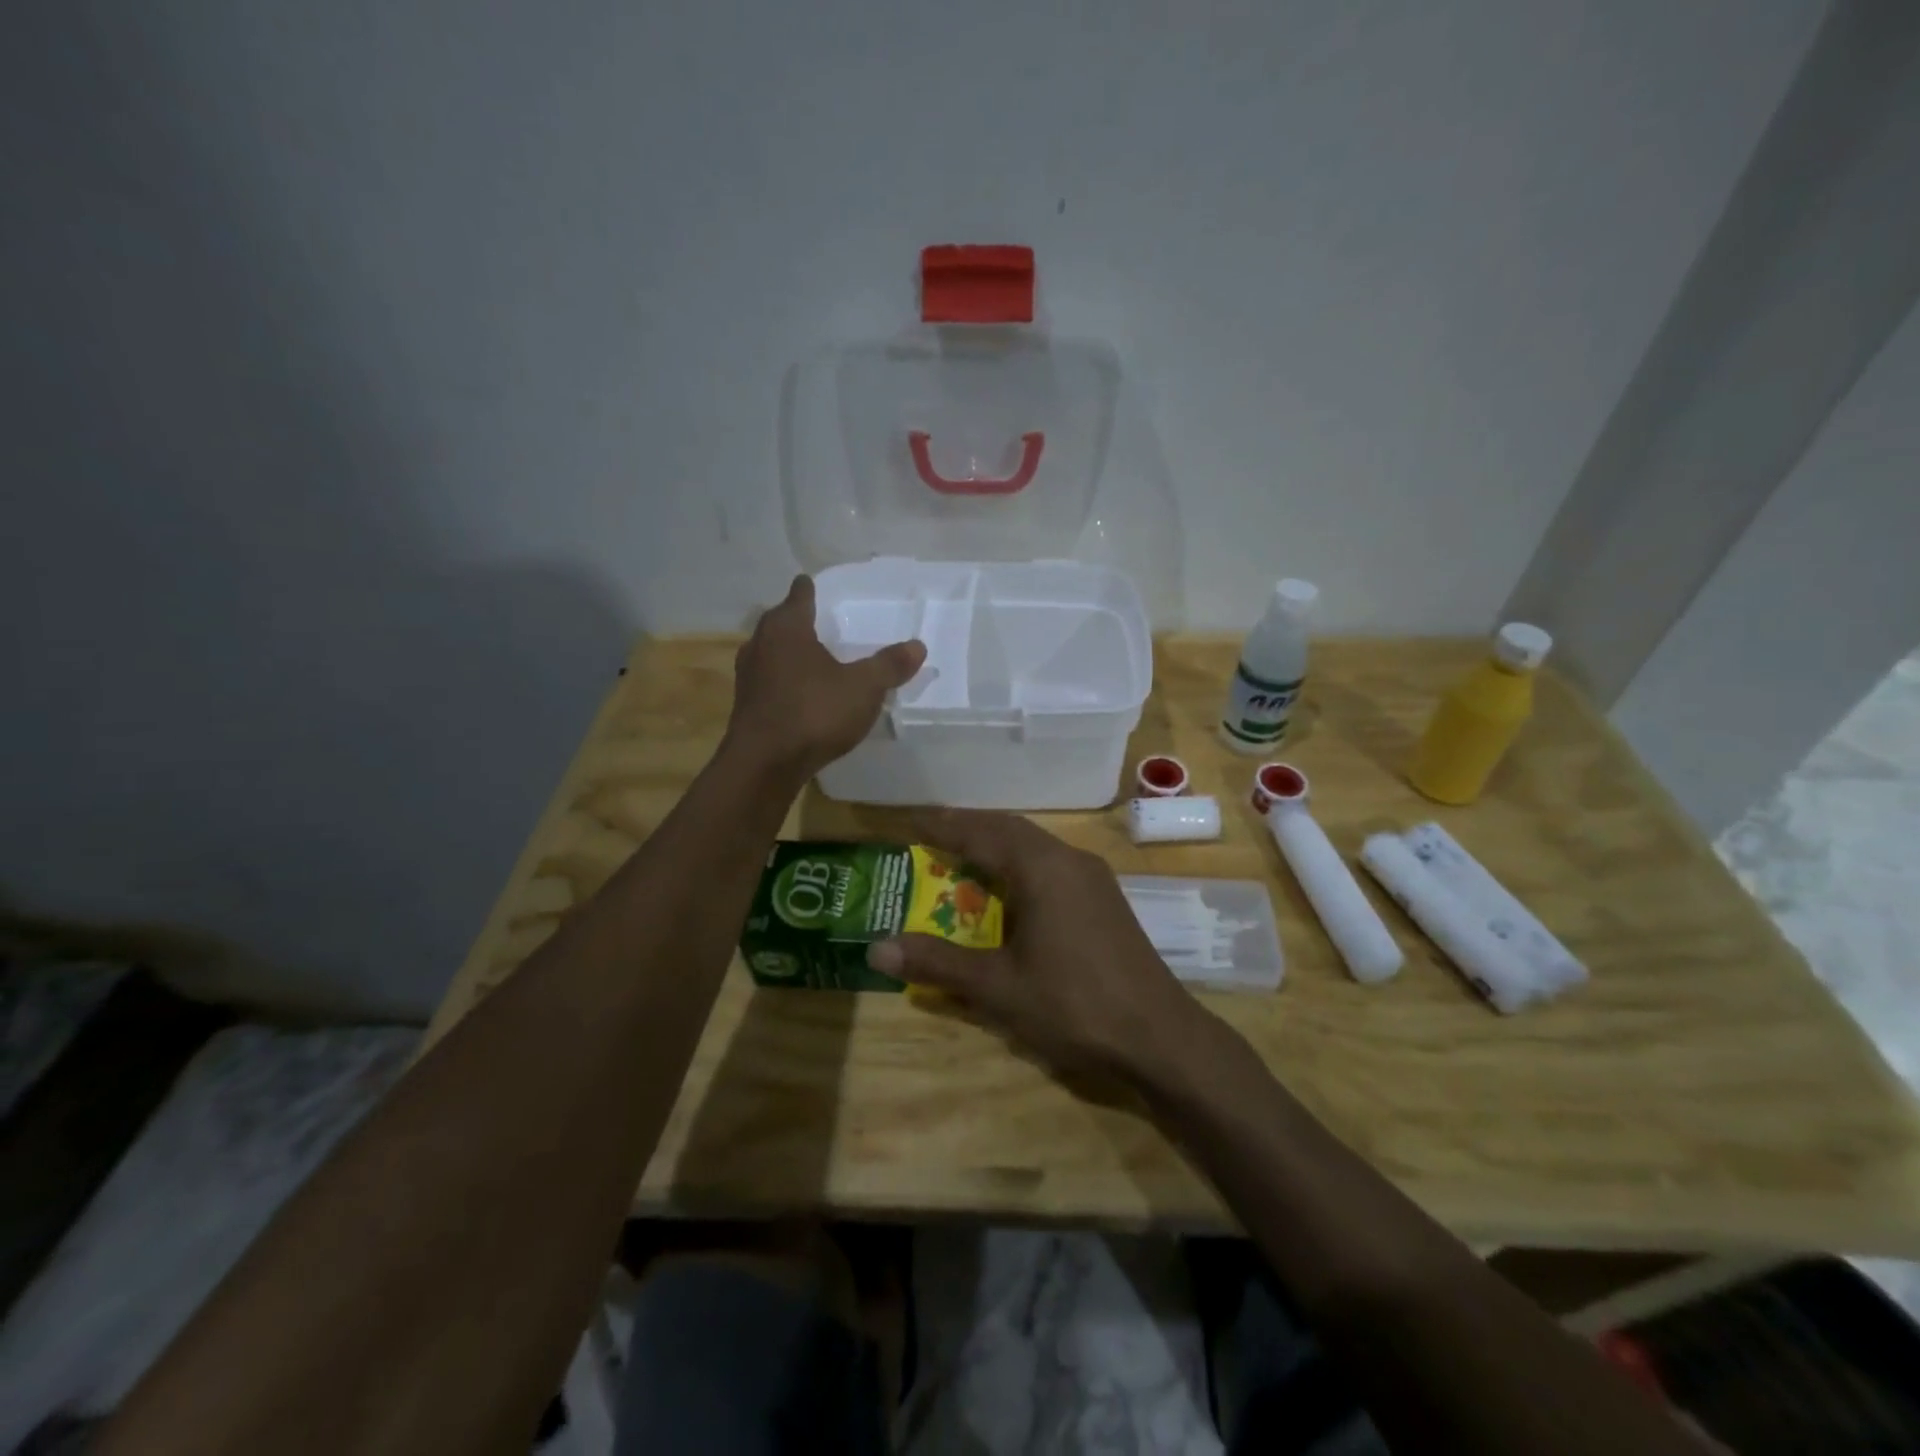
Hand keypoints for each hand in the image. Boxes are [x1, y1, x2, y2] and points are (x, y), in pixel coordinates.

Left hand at [726, 575, 925, 778]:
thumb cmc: (814, 713)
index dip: (809, 588)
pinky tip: (799, 693)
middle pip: (780, 621)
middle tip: (820, 621)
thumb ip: (889, 665)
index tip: (815, 585)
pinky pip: (768, 680)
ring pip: (770, 651)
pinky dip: (783, 679)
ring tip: (811, 656)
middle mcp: (760, 643)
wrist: (764, 765)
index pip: (799, 594)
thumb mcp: (863, 688)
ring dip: (788, 652)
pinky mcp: (746, 705)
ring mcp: (748, 675)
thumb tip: (917, 646)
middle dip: (797, 620)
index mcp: (787, 627)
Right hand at [866, 810, 1206, 1082]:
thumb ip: (937, 962)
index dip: (942, 825)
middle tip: (929, 833)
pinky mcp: (1104, 898)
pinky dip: (1020, 864)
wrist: (1159, 1036)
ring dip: (997, 844)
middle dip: (969, 827)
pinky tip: (1010, 889)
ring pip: (1034, 845)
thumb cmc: (1073, 1005)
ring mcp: (1092, 877)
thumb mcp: (997, 987)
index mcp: (1041, 868)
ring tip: (963, 854)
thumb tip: (876, 947)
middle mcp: (1068, 859)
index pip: (981, 832)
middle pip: (1009, 829)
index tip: (909, 818)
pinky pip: (1052, 864)